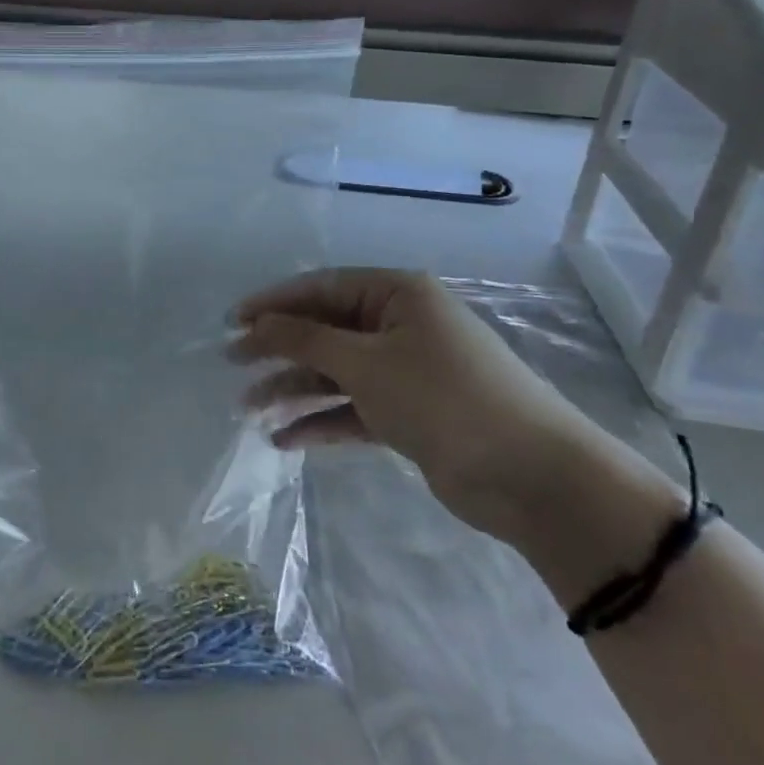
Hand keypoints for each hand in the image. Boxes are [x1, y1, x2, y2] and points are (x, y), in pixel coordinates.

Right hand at [229, 267, 612, 540]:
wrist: (532, 476)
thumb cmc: (443, 398)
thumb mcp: (366, 363)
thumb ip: (305, 340)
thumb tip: (258, 322)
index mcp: (396, 294)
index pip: (321, 287)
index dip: (273, 303)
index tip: (232, 322)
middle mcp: (399, 325)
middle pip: (325, 330)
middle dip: (278, 348)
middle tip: (232, 364)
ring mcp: (405, 371)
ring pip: (335, 373)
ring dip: (293, 390)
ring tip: (248, 410)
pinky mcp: (408, 414)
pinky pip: (353, 408)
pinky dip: (321, 421)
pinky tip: (284, 440)